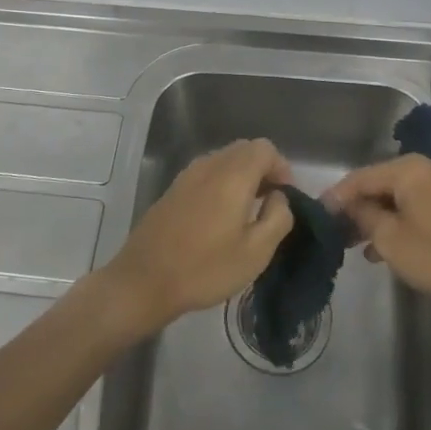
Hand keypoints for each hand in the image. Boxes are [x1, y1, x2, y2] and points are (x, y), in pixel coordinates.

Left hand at [99, 138, 294, 335]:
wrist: (144, 280)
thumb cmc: (205, 268)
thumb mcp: (256, 252)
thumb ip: (278, 217)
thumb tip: (279, 197)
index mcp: (232, 175)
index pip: (265, 148)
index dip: (282, 168)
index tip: (286, 197)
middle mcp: (209, 165)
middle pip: (244, 149)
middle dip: (263, 169)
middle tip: (270, 203)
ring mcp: (187, 175)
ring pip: (224, 160)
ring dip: (242, 176)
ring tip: (247, 212)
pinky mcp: (173, 189)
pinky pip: (206, 173)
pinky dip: (222, 183)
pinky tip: (220, 217)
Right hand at [326, 155, 430, 318]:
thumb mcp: (389, 239)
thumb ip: (362, 215)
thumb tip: (347, 206)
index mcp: (411, 169)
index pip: (361, 177)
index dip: (337, 196)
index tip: (317, 214)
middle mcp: (429, 167)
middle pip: (380, 184)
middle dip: (357, 208)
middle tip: (335, 232)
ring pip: (399, 196)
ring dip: (377, 217)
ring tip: (356, 244)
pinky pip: (416, 205)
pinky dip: (399, 220)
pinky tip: (384, 246)